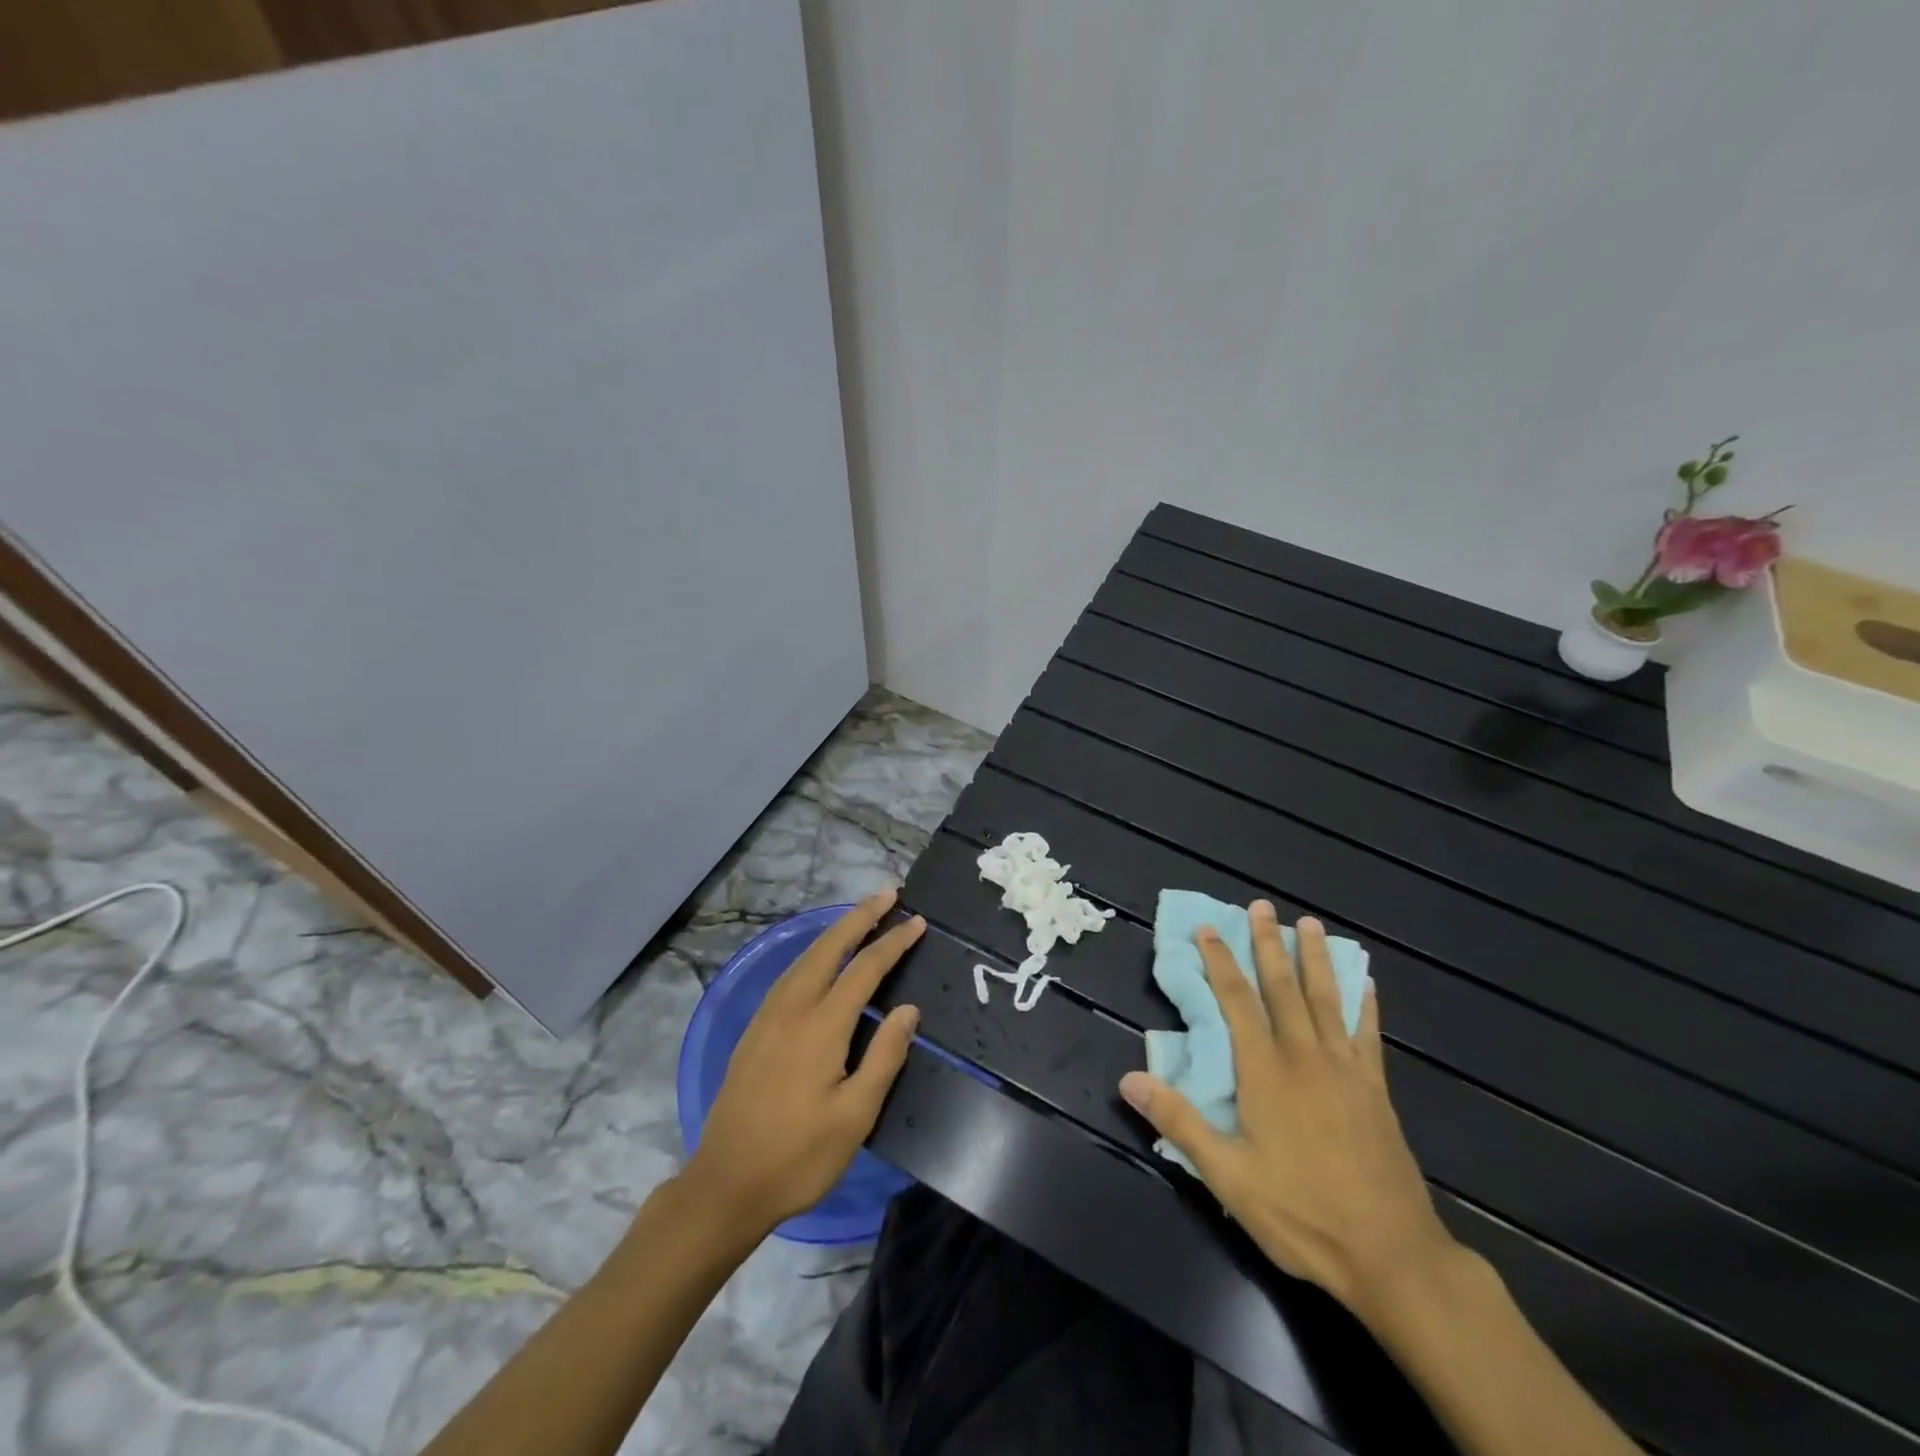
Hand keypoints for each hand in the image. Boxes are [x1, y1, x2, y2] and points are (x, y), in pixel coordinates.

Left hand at [682, 890, 923, 1240]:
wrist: (725, 1184)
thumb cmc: (798, 1156)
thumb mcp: (855, 1116)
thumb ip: (884, 1056)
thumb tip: (908, 1009)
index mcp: (822, 1025)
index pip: (865, 969)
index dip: (893, 942)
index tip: (918, 921)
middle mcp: (793, 1008)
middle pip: (829, 947)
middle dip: (860, 917)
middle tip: (888, 894)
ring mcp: (768, 1017)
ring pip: (805, 957)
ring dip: (835, 931)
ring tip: (860, 916)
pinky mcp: (754, 1030)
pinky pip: (789, 974)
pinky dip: (813, 953)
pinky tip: (819, 959)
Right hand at [1119, 902, 1454, 1324]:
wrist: (1393, 1256)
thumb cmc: (1302, 1214)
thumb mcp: (1228, 1177)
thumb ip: (1180, 1122)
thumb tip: (1129, 1078)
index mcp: (1266, 1072)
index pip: (1237, 1002)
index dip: (1220, 963)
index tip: (1209, 929)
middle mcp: (1306, 1057)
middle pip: (1283, 988)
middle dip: (1269, 944)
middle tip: (1262, 906)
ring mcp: (1346, 1071)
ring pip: (1327, 1000)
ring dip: (1316, 959)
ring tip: (1311, 924)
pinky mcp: (1376, 1091)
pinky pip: (1369, 1036)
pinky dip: (1366, 1005)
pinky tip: (1367, 984)